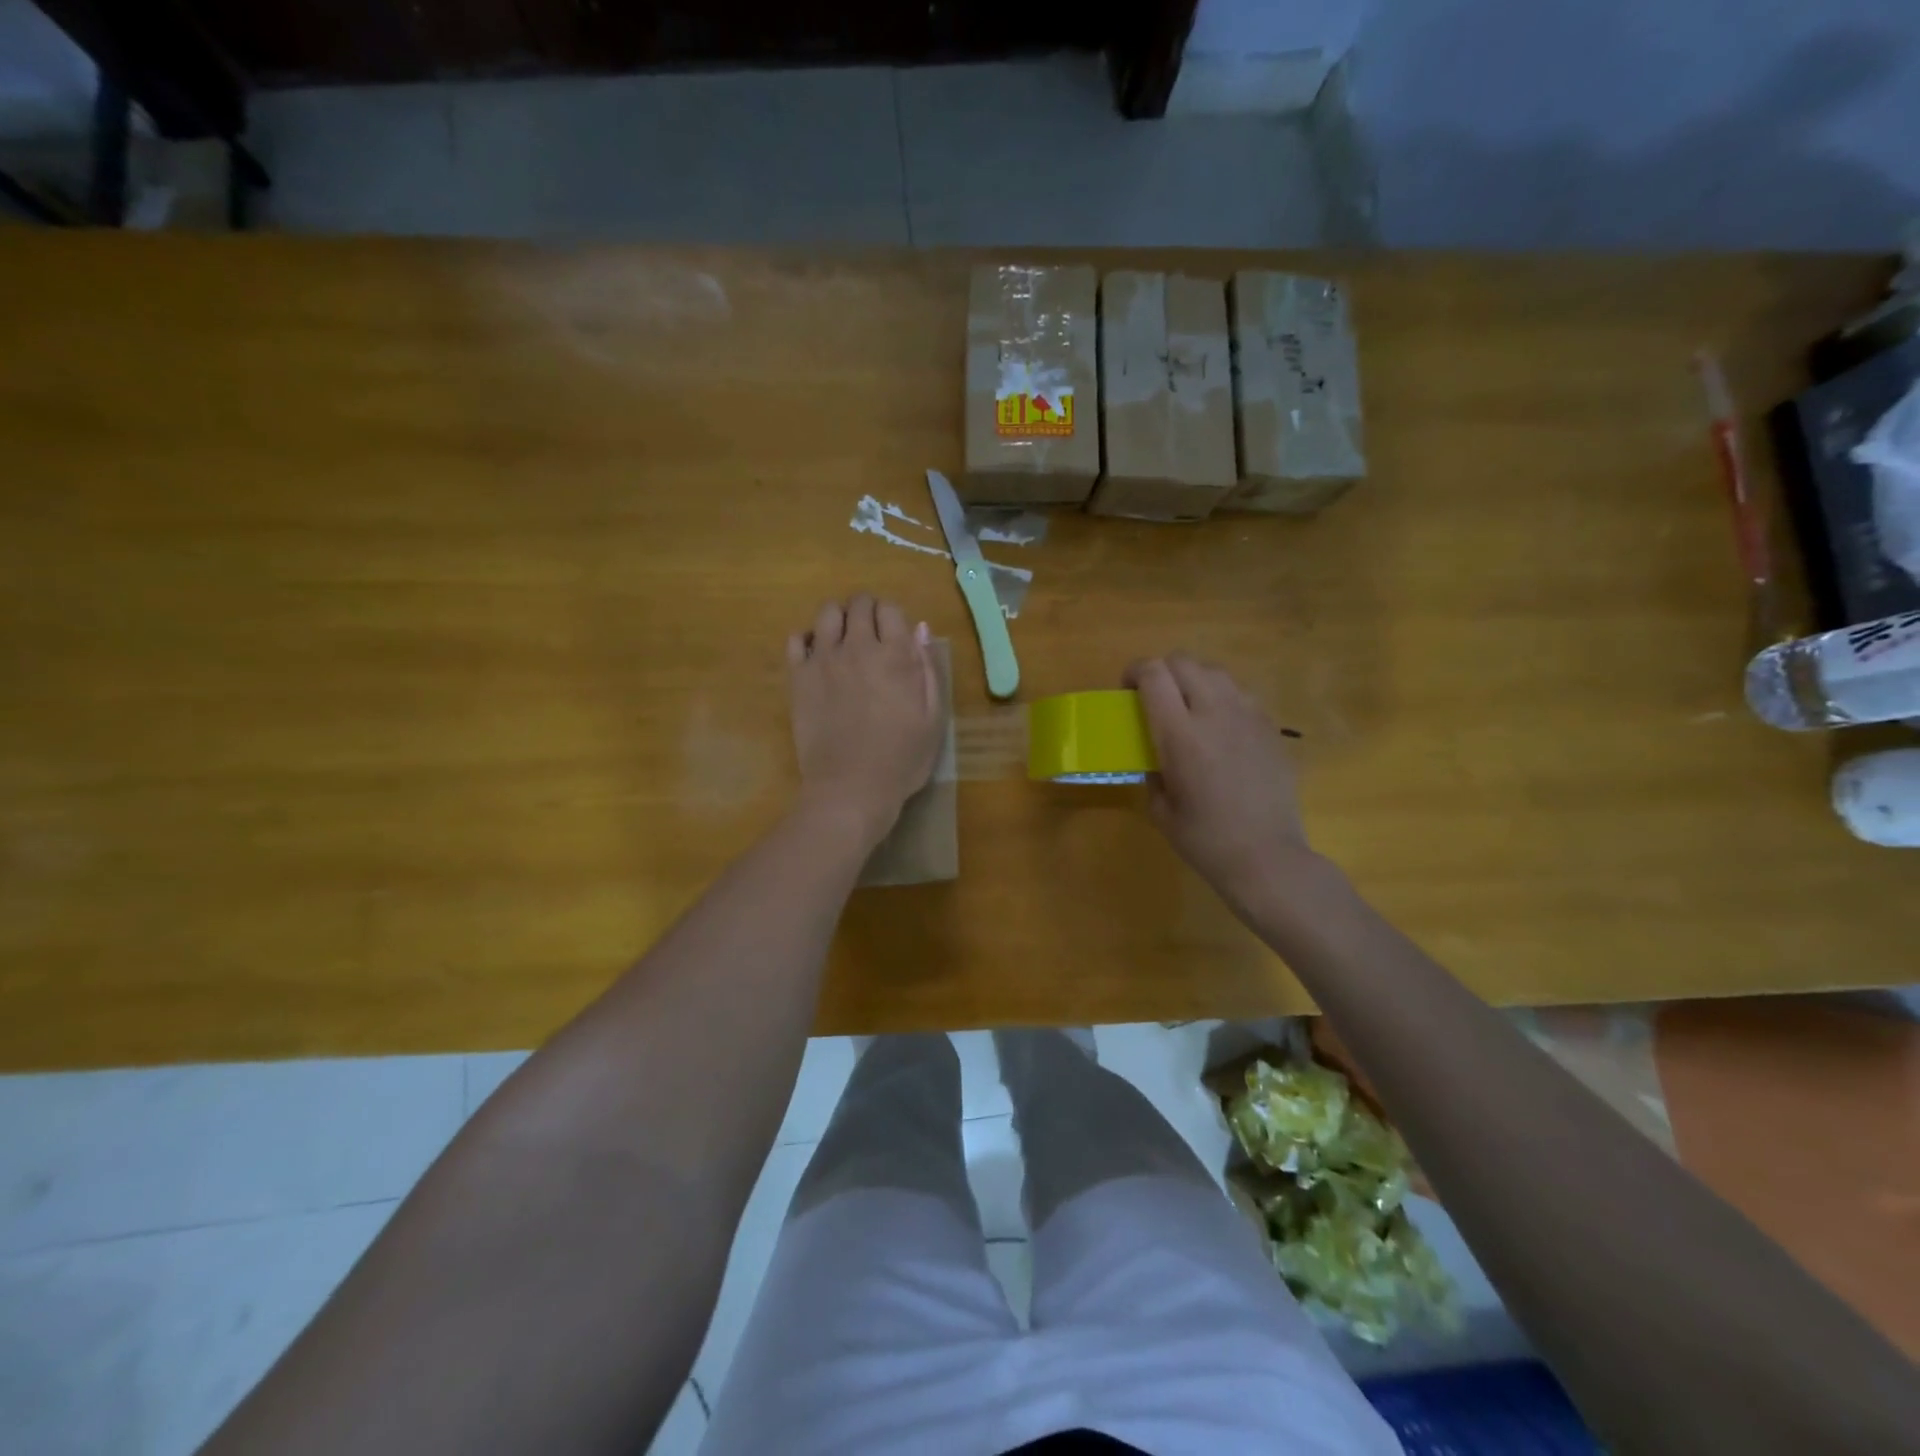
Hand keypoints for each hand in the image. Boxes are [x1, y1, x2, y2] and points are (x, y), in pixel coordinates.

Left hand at [787, 595, 941, 845]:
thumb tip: (919, 629)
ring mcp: (824, 659)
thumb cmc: (902, 758)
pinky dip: (808, 638)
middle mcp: (858, 646)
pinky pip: (797, 639)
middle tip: (870, 632)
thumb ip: (928, 669)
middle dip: (866, 610)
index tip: (893, 634)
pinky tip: (817, 655)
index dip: (892, 616)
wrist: (851, 788)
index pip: (890, 608)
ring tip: (843, 639)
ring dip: (838, 617)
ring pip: (827, 612)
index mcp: (896, 655)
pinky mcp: (798, 677)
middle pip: (859, 604)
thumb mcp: (933, 717)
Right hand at [1126, 653, 1315, 914]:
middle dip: (1162, 670)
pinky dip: (1222, 698)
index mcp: (1180, 734)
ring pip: (1215, 672)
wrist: (1266, 856)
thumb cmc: (1205, 839)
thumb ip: (1152, 772)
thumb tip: (1155, 758)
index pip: (1154, 675)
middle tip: (1154, 696)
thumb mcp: (1161, 809)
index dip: (1135, 671)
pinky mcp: (1270, 727)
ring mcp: (1248, 716)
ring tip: (1189, 707)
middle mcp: (1214, 713)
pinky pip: (1241, 694)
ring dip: (1194, 680)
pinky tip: (1220, 728)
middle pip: (1184, 661)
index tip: (1127, 689)